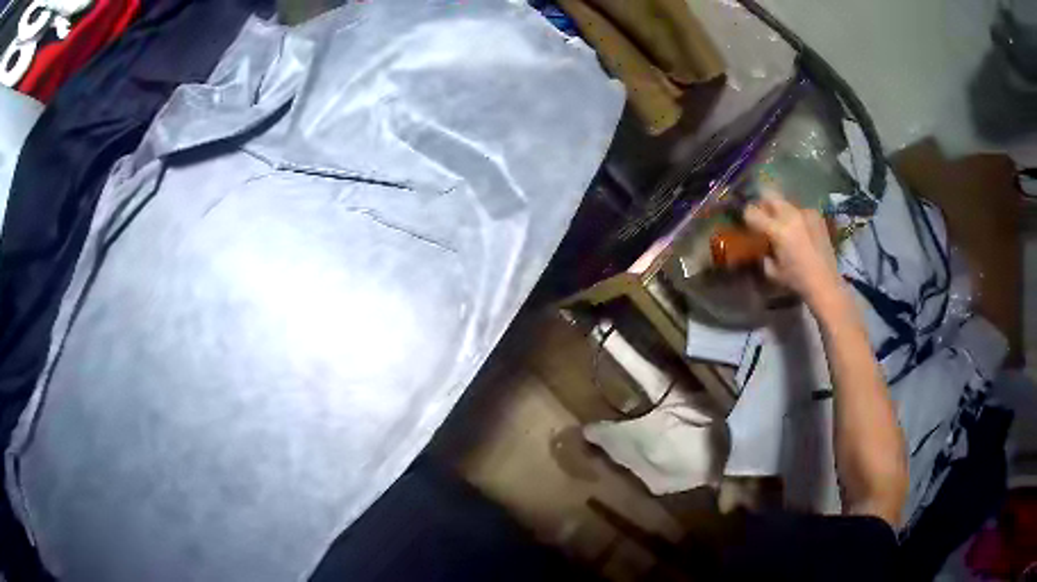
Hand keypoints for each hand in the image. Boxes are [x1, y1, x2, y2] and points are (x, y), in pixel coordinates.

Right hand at [743, 190, 843, 311]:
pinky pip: (800, 210)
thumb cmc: (797, 280)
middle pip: (769, 195)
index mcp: (778, 230)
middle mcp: (791, 216)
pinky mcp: (817, 216)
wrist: (826, 283)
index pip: (752, 212)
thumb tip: (763, 246)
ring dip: (781, 210)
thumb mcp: (772, 272)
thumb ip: (764, 254)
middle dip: (763, 203)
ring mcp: (806, 213)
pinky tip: (800, 231)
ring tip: (784, 226)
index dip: (747, 216)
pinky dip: (796, 217)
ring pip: (786, 202)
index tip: (749, 223)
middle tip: (764, 216)